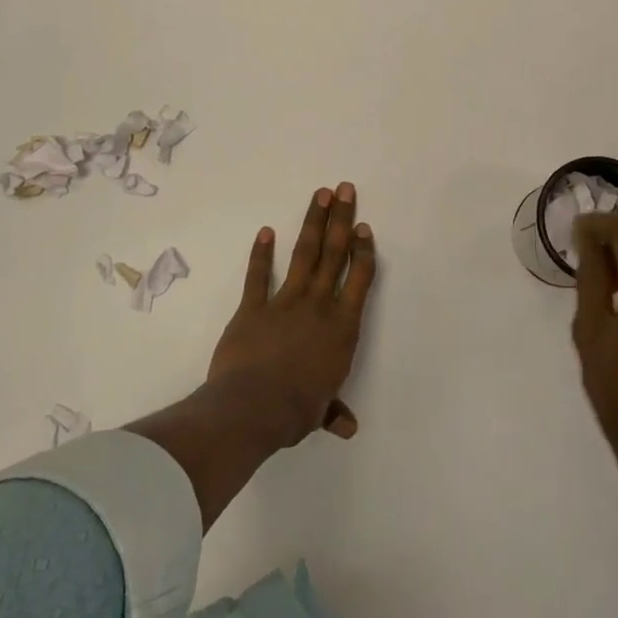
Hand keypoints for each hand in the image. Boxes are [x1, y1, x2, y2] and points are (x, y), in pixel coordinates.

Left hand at [207, 183, 376, 447]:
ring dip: (312, 223)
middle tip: (345, 189)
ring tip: (320, 195)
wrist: (253, 407)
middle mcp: (319, 305)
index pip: (360, 278)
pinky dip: (260, 254)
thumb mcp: (321, 411)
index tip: (364, 227)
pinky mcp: (253, 307)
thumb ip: (334, 411)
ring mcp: (285, 301)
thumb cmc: (296, 410)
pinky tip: (265, 232)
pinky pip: (258, 276)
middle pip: (333, 254)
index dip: (363, 250)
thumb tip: (348, 428)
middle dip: (341, 219)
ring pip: (304, 254)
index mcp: (342, 327)